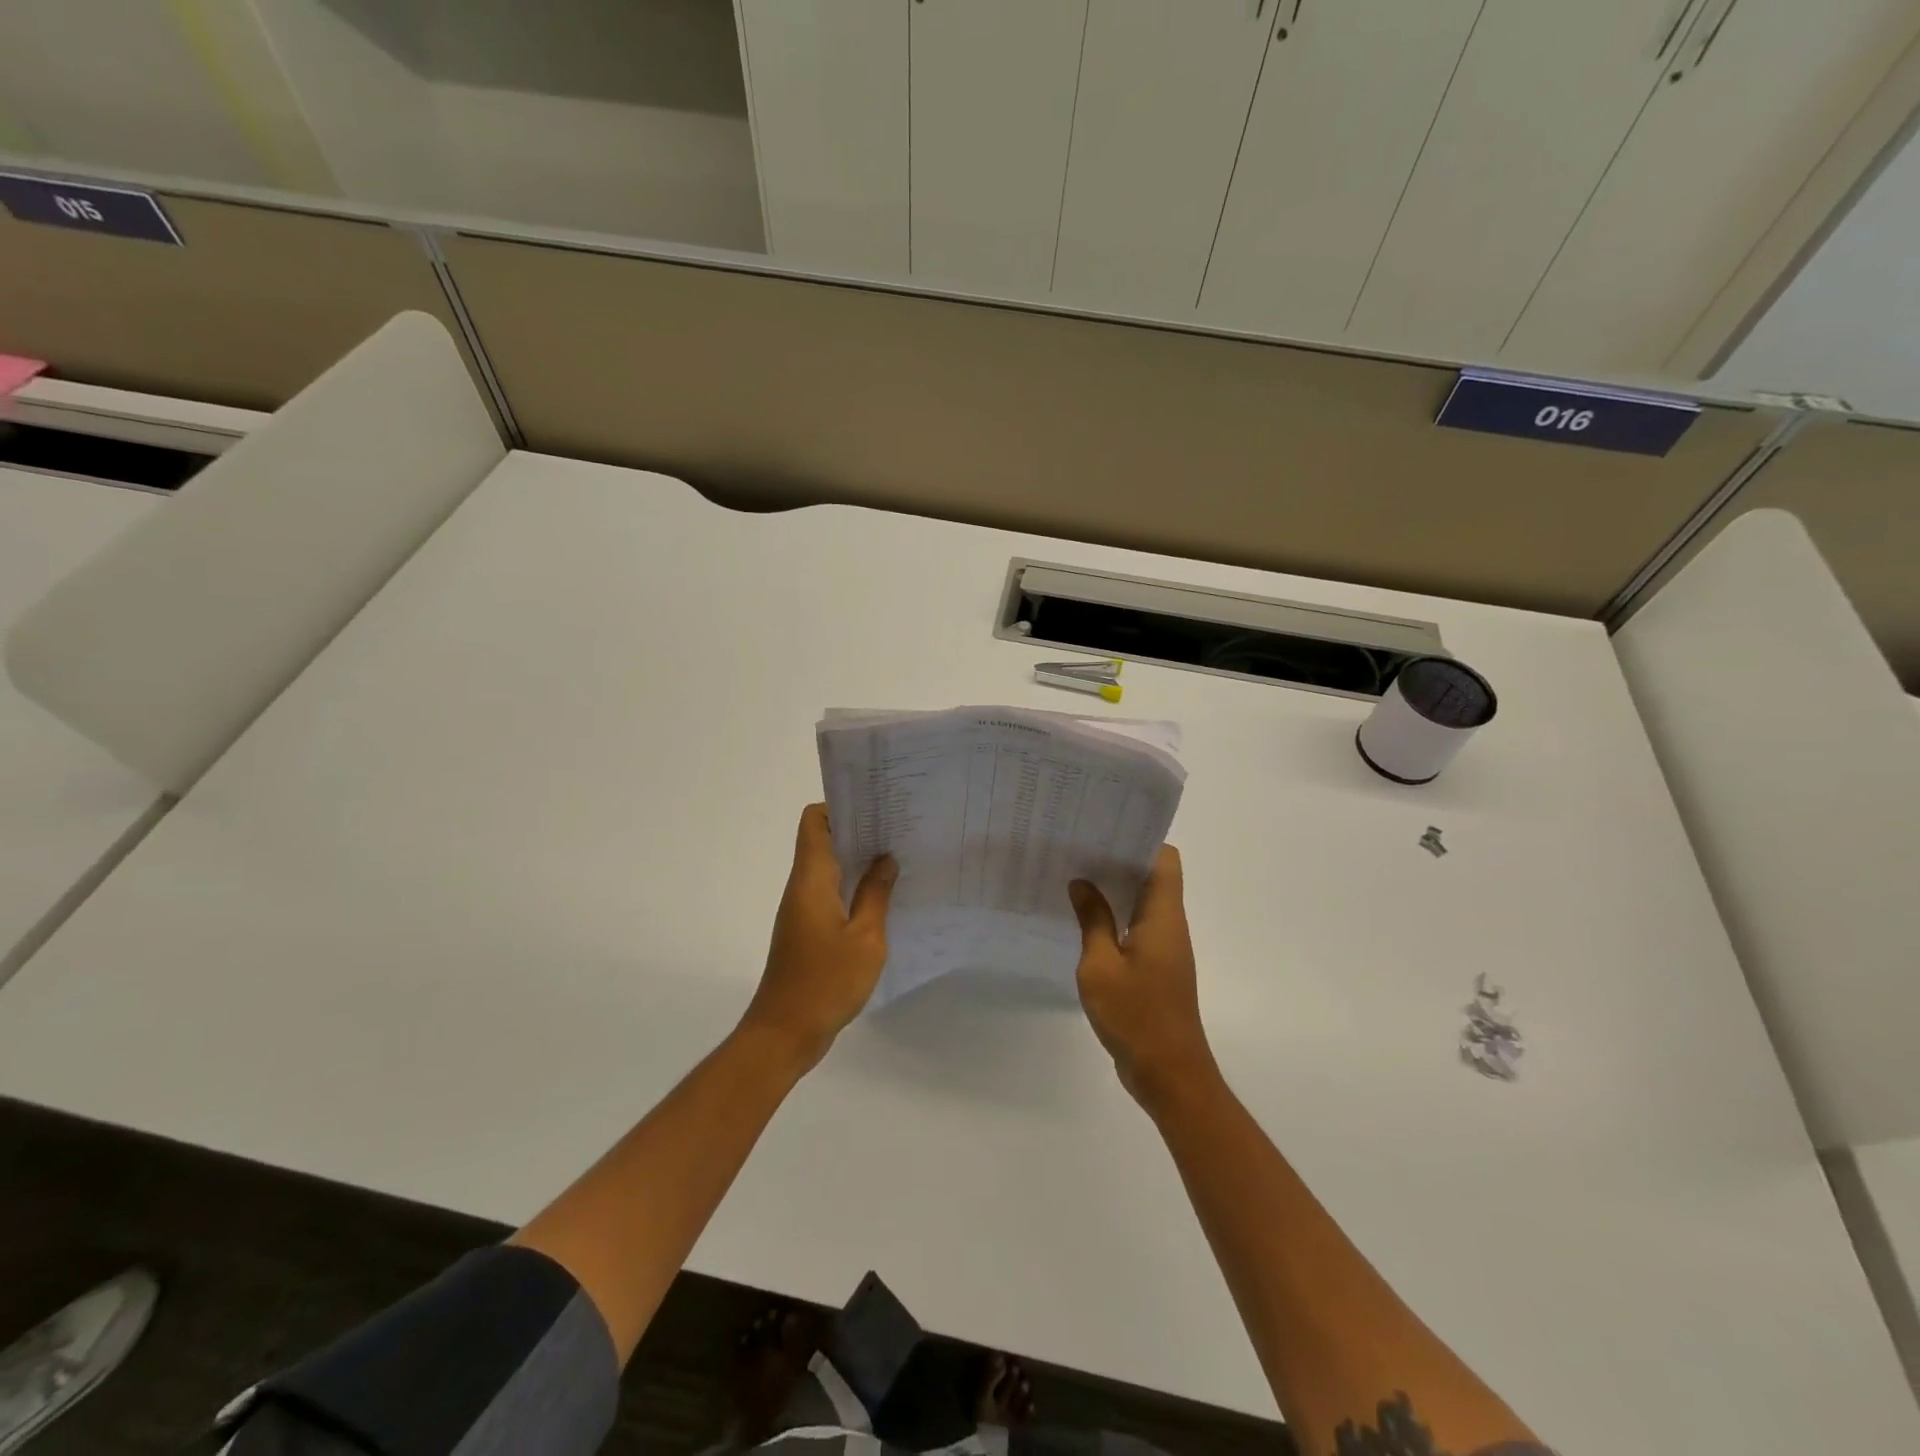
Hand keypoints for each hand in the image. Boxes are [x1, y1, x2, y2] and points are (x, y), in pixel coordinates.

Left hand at [741, 803, 896, 1069]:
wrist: (785, 1033)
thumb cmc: (826, 982)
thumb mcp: (865, 938)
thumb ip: (876, 895)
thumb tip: (885, 859)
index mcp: (811, 880)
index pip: (814, 822)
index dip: (840, 806)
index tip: (875, 808)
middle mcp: (802, 887)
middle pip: (823, 840)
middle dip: (857, 830)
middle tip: (897, 829)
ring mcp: (802, 909)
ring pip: (828, 868)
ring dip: (857, 860)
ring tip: (897, 857)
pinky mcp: (806, 930)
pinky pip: (829, 893)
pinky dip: (852, 886)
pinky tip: (882, 897)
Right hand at [1070, 847, 1218, 1113]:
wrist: (1169, 1074)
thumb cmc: (1136, 1015)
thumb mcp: (1101, 965)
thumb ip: (1093, 920)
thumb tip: (1082, 883)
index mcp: (1163, 916)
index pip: (1165, 859)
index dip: (1139, 839)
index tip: (1103, 831)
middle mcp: (1169, 925)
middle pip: (1152, 877)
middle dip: (1119, 860)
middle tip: (1078, 849)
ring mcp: (1165, 948)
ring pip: (1143, 903)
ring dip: (1115, 890)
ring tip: (1074, 878)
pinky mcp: (1157, 969)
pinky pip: (1137, 929)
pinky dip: (1115, 918)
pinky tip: (1083, 922)